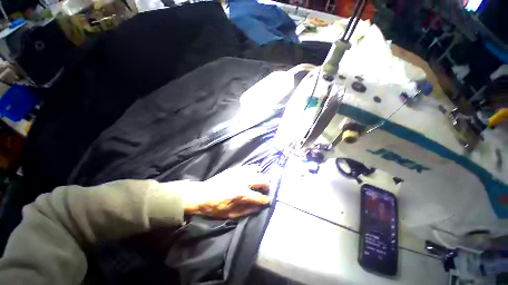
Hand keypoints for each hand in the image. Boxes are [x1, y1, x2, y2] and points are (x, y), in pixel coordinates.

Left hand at [181, 166, 269, 218]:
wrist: (202, 194)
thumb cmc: (216, 207)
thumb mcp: (231, 214)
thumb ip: (247, 210)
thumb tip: (260, 207)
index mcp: (242, 194)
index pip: (260, 197)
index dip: (266, 200)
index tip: (267, 201)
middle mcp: (243, 181)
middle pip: (263, 179)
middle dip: (267, 186)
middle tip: (265, 190)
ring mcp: (240, 172)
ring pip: (258, 170)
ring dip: (261, 176)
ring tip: (259, 182)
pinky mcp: (235, 169)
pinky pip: (249, 166)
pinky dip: (254, 170)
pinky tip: (253, 174)